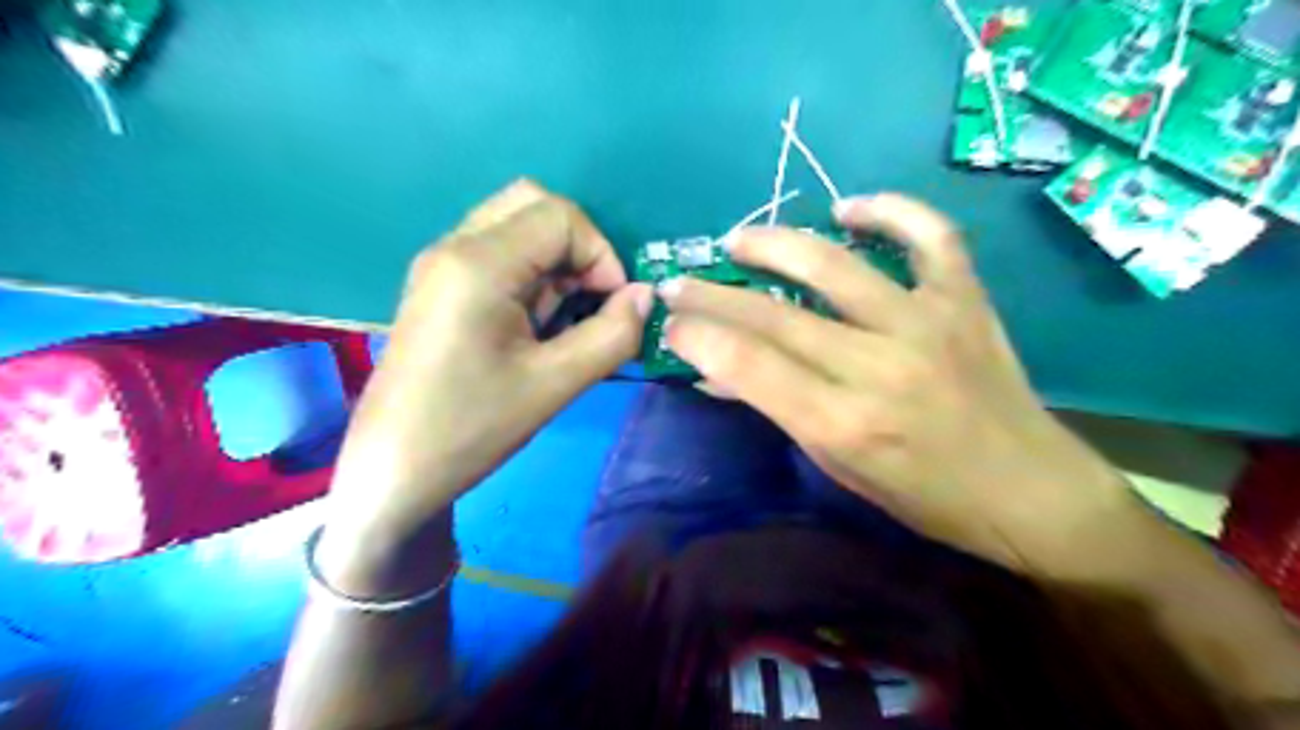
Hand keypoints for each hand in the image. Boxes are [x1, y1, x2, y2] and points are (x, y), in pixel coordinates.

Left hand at [319, 178, 653, 561]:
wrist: (393, 469)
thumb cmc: (471, 427)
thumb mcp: (554, 384)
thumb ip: (612, 335)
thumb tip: (646, 297)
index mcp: (478, 263)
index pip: (560, 215)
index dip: (601, 254)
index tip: (612, 307)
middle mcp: (455, 246)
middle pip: (534, 204)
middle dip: (578, 248)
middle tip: (588, 302)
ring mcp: (442, 264)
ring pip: (516, 225)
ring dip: (556, 262)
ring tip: (562, 318)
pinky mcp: (440, 285)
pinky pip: (499, 253)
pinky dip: (532, 274)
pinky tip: (535, 323)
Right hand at [662, 193, 1128, 570]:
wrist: (1026, 489)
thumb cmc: (923, 495)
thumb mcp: (837, 466)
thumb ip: (777, 409)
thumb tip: (717, 372)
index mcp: (843, 423)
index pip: (748, 365)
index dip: (698, 337)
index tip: (670, 323)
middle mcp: (878, 366)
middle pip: (774, 315)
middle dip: (711, 294)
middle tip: (678, 281)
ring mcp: (926, 323)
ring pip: (833, 264)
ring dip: (774, 245)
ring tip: (738, 241)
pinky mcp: (964, 299)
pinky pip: (927, 234)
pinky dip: (888, 210)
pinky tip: (848, 209)